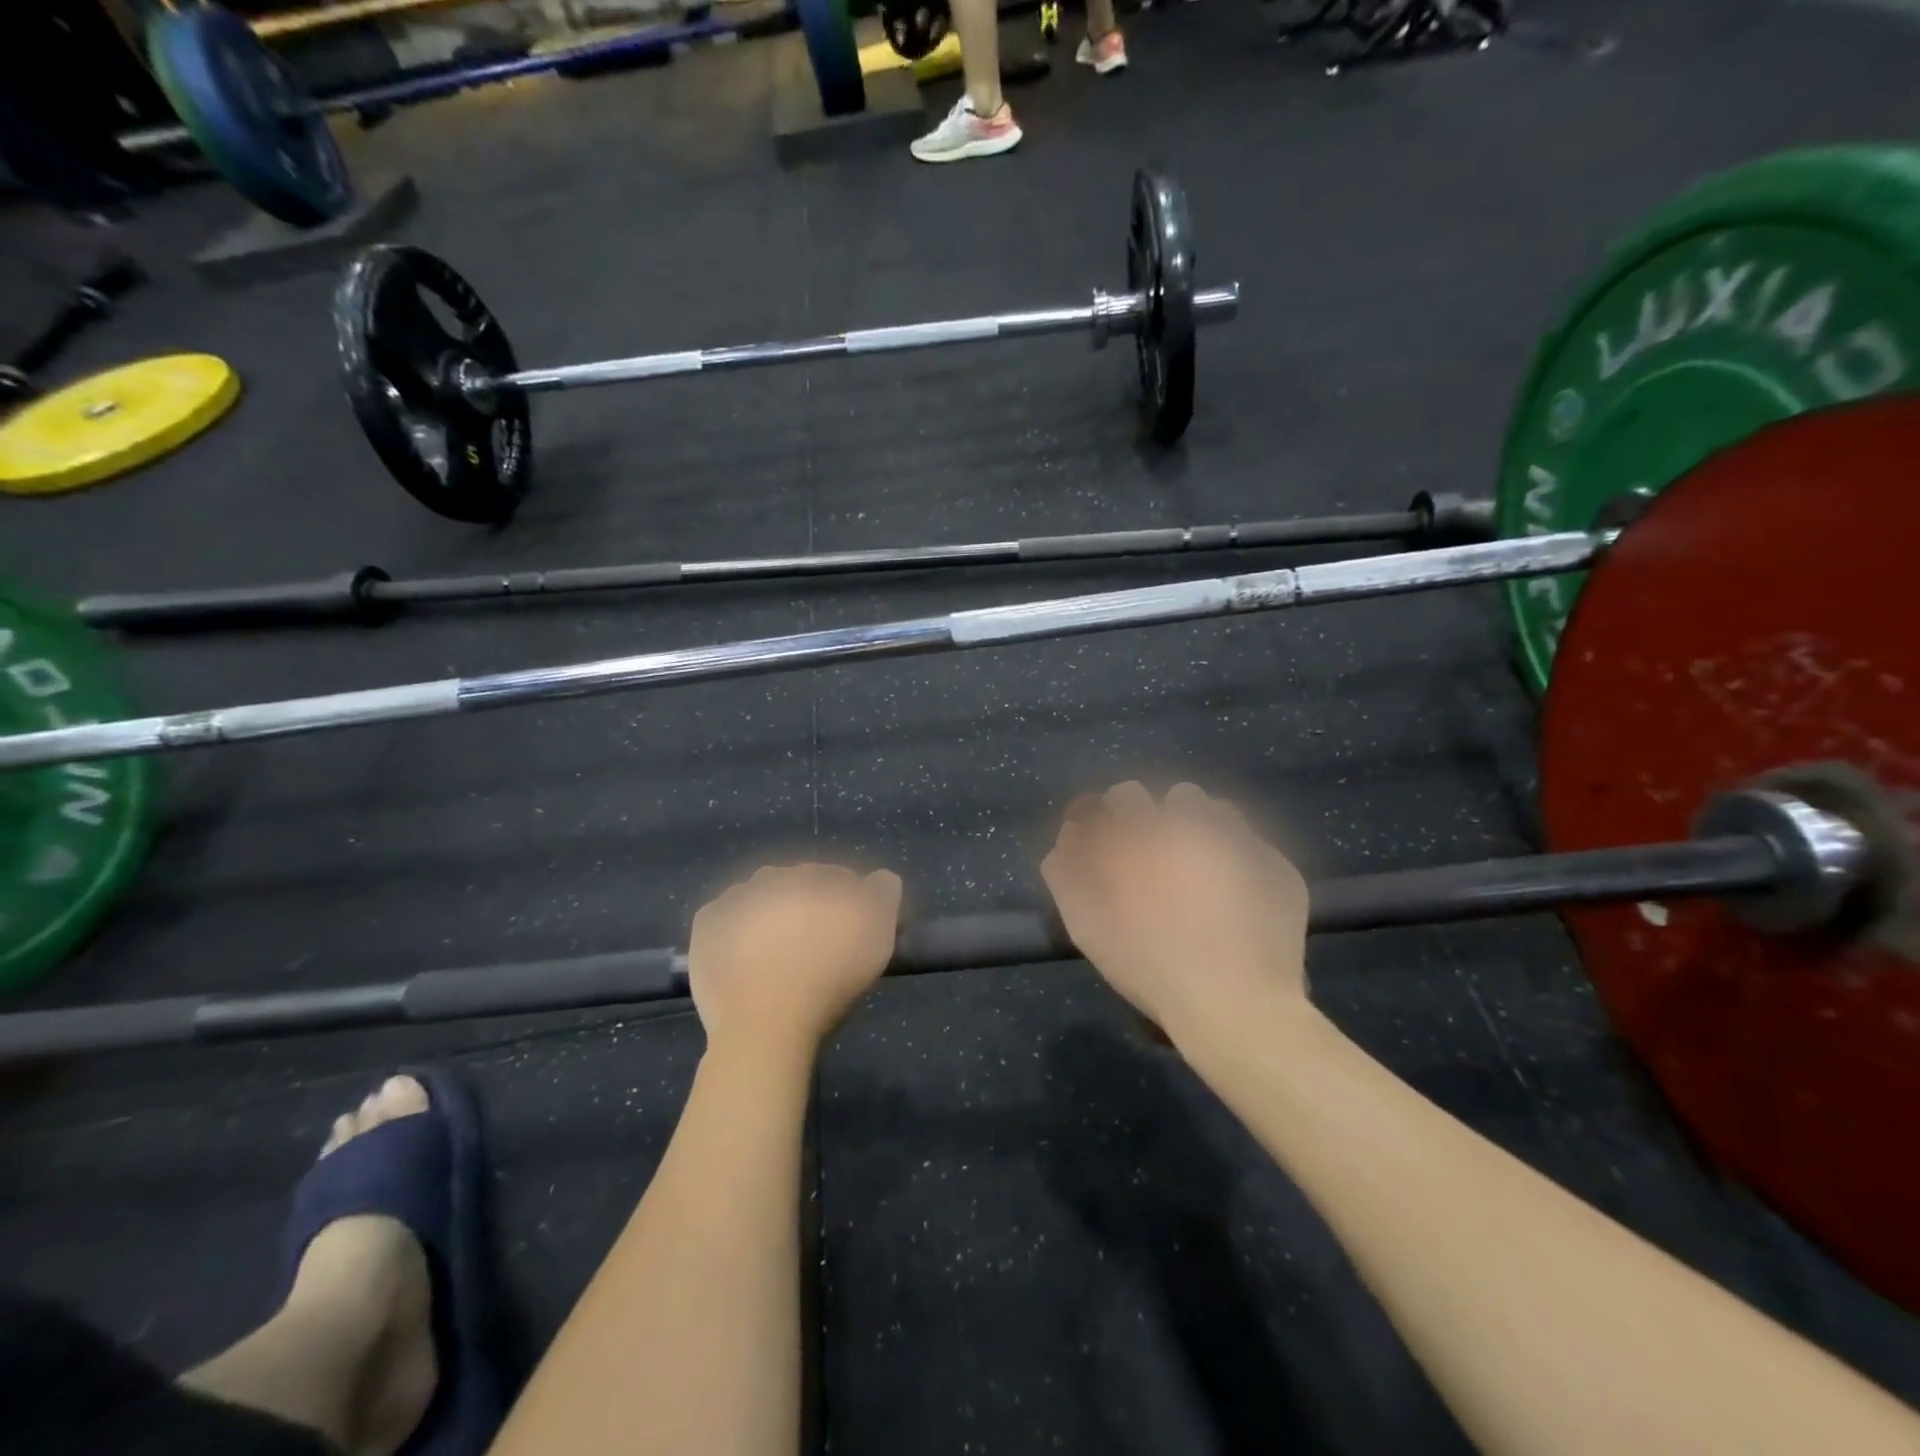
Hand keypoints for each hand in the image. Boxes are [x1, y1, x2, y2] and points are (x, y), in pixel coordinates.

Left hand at [687, 863, 903, 1056]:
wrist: (765, 1026)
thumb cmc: (829, 980)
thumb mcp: (879, 935)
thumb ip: (883, 893)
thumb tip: (878, 878)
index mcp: (815, 875)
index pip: (838, 879)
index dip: (848, 904)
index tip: (849, 934)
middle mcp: (773, 876)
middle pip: (797, 885)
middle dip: (806, 905)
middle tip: (813, 946)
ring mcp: (734, 898)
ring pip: (759, 898)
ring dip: (769, 914)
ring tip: (776, 955)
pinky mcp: (705, 925)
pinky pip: (725, 918)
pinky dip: (734, 931)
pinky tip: (743, 957)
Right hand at [1040, 782, 1309, 1038]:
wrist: (1234, 1004)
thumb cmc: (1148, 964)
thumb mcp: (1086, 924)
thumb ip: (1066, 870)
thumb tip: (1069, 833)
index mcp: (1144, 832)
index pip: (1120, 798)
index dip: (1113, 817)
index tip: (1111, 840)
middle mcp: (1193, 822)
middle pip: (1174, 797)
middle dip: (1162, 820)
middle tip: (1159, 864)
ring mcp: (1242, 840)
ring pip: (1217, 812)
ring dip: (1202, 831)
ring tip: (1200, 874)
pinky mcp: (1278, 865)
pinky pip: (1251, 845)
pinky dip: (1239, 861)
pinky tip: (1235, 898)